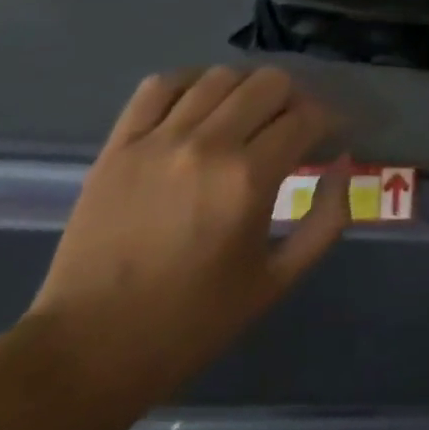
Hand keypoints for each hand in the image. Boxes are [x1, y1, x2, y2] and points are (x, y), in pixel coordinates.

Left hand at [26, 66, 350, 411]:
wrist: (86, 352)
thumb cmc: (192, 322)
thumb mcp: (278, 280)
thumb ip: (325, 219)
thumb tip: (342, 163)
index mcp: (249, 180)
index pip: (307, 117)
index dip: (329, 121)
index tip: (331, 135)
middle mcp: (207, 146)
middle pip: (270, 83)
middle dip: (294, 99)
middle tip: (293, 127)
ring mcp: (157, 141)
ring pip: (220, 76)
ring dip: (246, 90)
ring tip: (248, 117)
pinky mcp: (118, 146)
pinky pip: (159, 86)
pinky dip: (190, 84)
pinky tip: (200, 106)